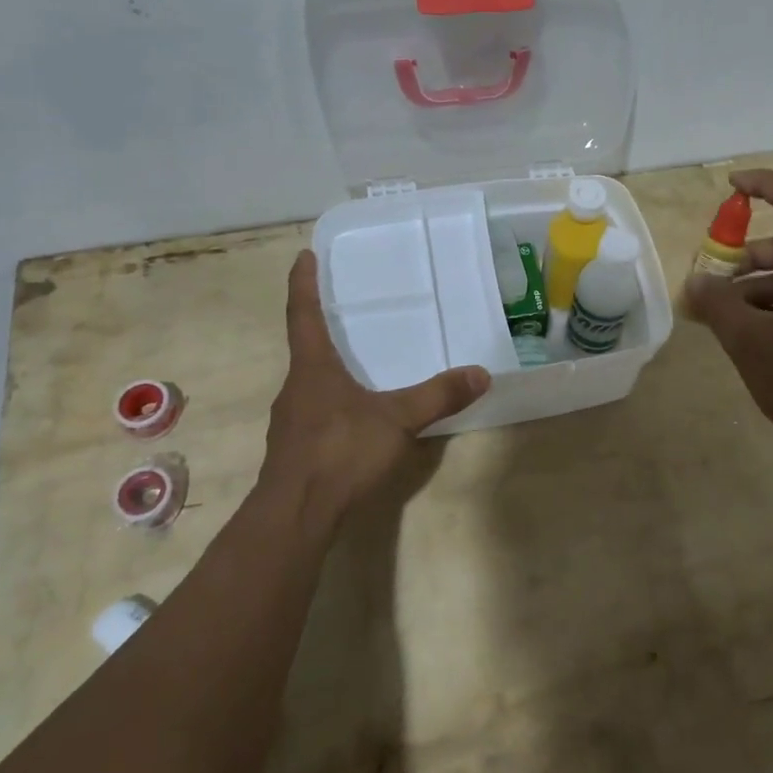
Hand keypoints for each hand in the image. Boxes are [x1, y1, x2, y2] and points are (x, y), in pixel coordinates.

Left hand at [260, 250, 490, 524]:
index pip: (304, 314)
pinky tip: (354, 417)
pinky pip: (315, 412)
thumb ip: (438, 396)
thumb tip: (481, 373)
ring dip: (327, 368)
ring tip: (355, 363)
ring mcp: (291, 421)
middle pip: (306, 348)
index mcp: (313, 368)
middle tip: (343, 309)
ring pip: (310, 383)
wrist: (295, 516)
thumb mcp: (397, 420)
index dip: (303, 284)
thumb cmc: (340, 452)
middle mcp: (296, 388)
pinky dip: (332, 402)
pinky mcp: (295, 450)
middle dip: (321, 326)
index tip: (303, 256)